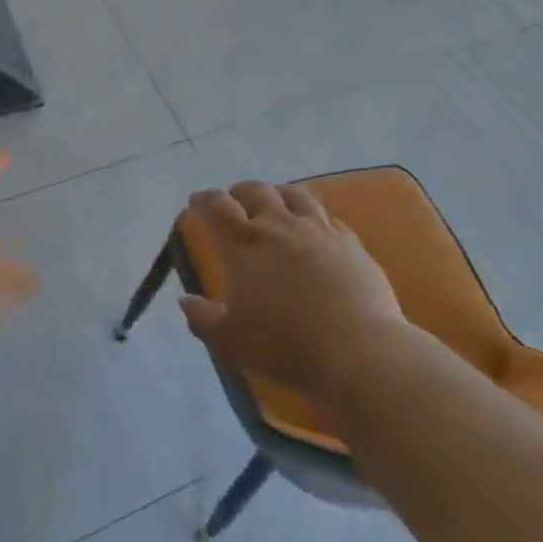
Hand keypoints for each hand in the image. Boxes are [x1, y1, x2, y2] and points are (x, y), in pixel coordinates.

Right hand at [179, 181, 404, 394]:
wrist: (357, 350)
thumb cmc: (284, 345)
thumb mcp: (230, 341)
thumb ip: (202, 319)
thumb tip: (186, 300)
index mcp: (244, 245)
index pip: (217, 207)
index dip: (203, 199)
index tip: (195, 201)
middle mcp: (279, 226)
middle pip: (256, 191)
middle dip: (239, 191)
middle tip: (233, 198)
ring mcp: (318, 230)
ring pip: (295, 195)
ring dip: (278, 193)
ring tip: (274, 200)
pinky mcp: (350, 243)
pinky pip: (328, 217)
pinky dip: (314, 217)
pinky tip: (316, 228)